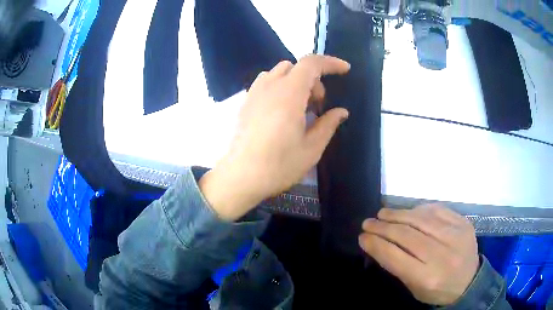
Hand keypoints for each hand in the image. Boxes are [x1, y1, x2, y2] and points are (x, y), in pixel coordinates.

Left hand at [199, 55, 350, 220]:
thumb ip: (328, 124)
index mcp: (289, 94)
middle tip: (318, 105)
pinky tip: (282, 109)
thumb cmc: (279, 165)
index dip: (330, 62)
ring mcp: (254, 93)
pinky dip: (280, 86)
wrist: (241, 177)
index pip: (311, 64)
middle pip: (296, 67)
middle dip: (313, 80)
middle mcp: (270, 86)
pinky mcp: (245, 102)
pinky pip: (265, 82)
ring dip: (295, 81)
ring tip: (299, 106)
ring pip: (279, 72)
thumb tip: (341, 111)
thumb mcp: (311, 148)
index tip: (345, 70)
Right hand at [358, 204, 479, 305]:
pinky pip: (438, 210)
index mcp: (427, 277)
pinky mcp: (463, 223)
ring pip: (421, 218)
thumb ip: (398, 265)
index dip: (376, 244)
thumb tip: (378, 242)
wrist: (469, 282)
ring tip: (383, 213)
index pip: (395, 257)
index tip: (362, 236)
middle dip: (383, 227)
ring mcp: (456, 236)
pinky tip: (409, 211)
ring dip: (399, 214)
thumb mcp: (414, 287)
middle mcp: (442, 255)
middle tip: (368, 222)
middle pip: (407, 235)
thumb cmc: (437, 290)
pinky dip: (420, 208)